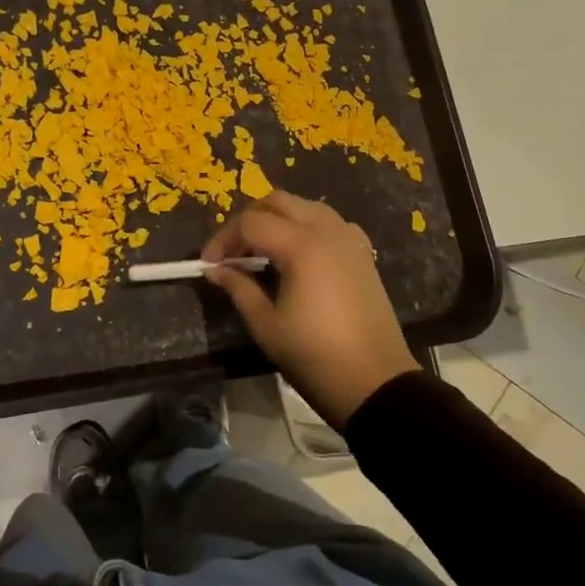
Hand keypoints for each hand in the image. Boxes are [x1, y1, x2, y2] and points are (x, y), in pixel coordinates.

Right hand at [203, 190, 420, 428]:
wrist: (375, 383)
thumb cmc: (314, 355)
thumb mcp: (266, 324)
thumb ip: (238, 288)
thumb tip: (215, 269)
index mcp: (302, 246)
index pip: (251, 223)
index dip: (223, 239)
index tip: (209, 264)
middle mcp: (328, 231)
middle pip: (278, 202)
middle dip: (249, 221)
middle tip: (232, 252)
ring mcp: (350, 240)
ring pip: (305, 207)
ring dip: (277, 220)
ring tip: (260, 253)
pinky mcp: (363, 255)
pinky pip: (329, 224)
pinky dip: (306, 228)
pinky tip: (297, 256)